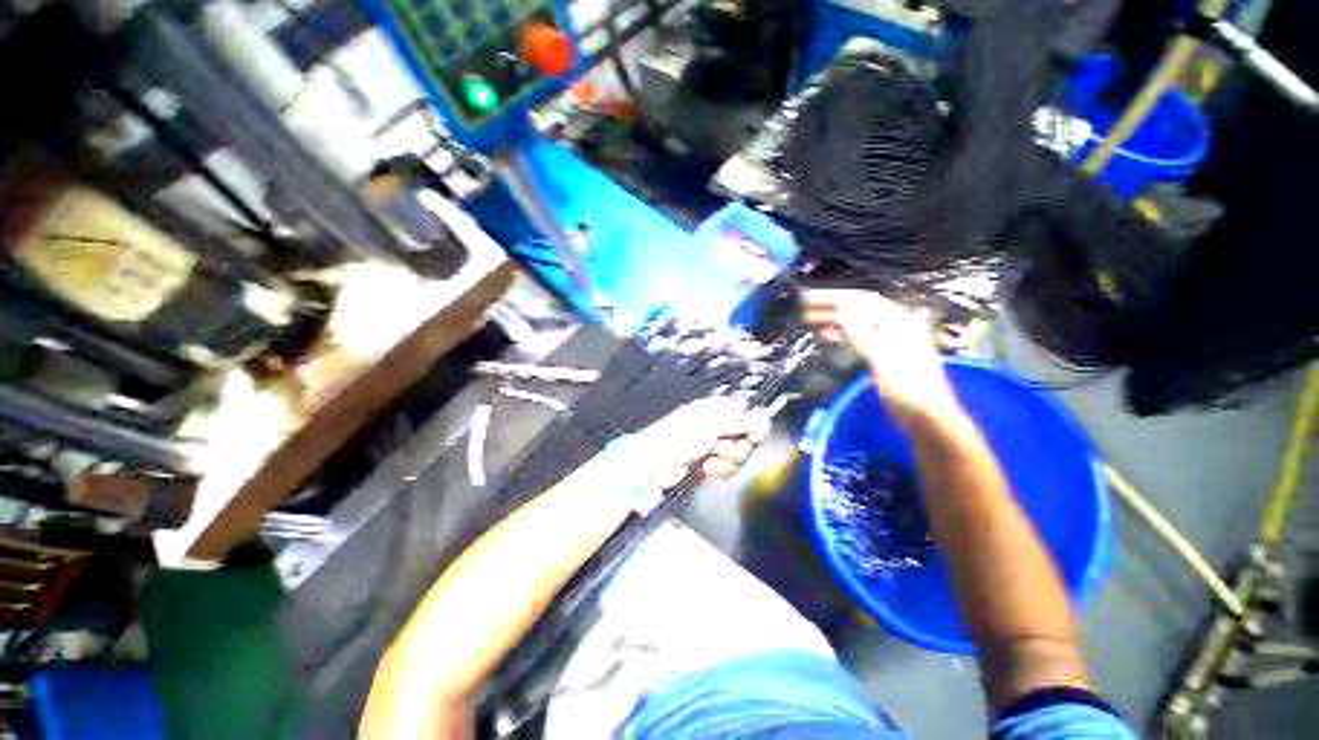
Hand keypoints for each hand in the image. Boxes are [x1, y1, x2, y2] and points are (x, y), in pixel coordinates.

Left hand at [628, 397, 771, 486]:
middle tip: (721, 446)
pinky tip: (706, 469)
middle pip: (748, 438)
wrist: (655, 466)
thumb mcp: (709, 424)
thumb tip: (760, 415)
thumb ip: (738, 421)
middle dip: (737, 446)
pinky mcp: (713, 467)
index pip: (747, 414)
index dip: (754, 424)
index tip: (754, 432)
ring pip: (740, 456)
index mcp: (715, 410)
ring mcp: (715, 448)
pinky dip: (719, 472)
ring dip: (726, 461)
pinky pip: (729, 470)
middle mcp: (718, 427)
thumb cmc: (676, 437)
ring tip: (708, 459)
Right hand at [802, 289, 960, 423]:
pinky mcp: (882, 354)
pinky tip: (824, 335)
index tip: (808, 298)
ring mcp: (888, 339)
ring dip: (832, 319)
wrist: (926, 417)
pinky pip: (856, 337)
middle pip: (858, 309)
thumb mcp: (883, 359)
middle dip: (830, 306)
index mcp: (898, 322)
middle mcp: (894, 325)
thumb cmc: (908, 388)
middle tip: (802, 307)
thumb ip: (863, 335)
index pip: (862, 301)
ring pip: (855, 322)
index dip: (834, 297)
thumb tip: (841, 314)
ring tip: (808, 319)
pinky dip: (840, 334)